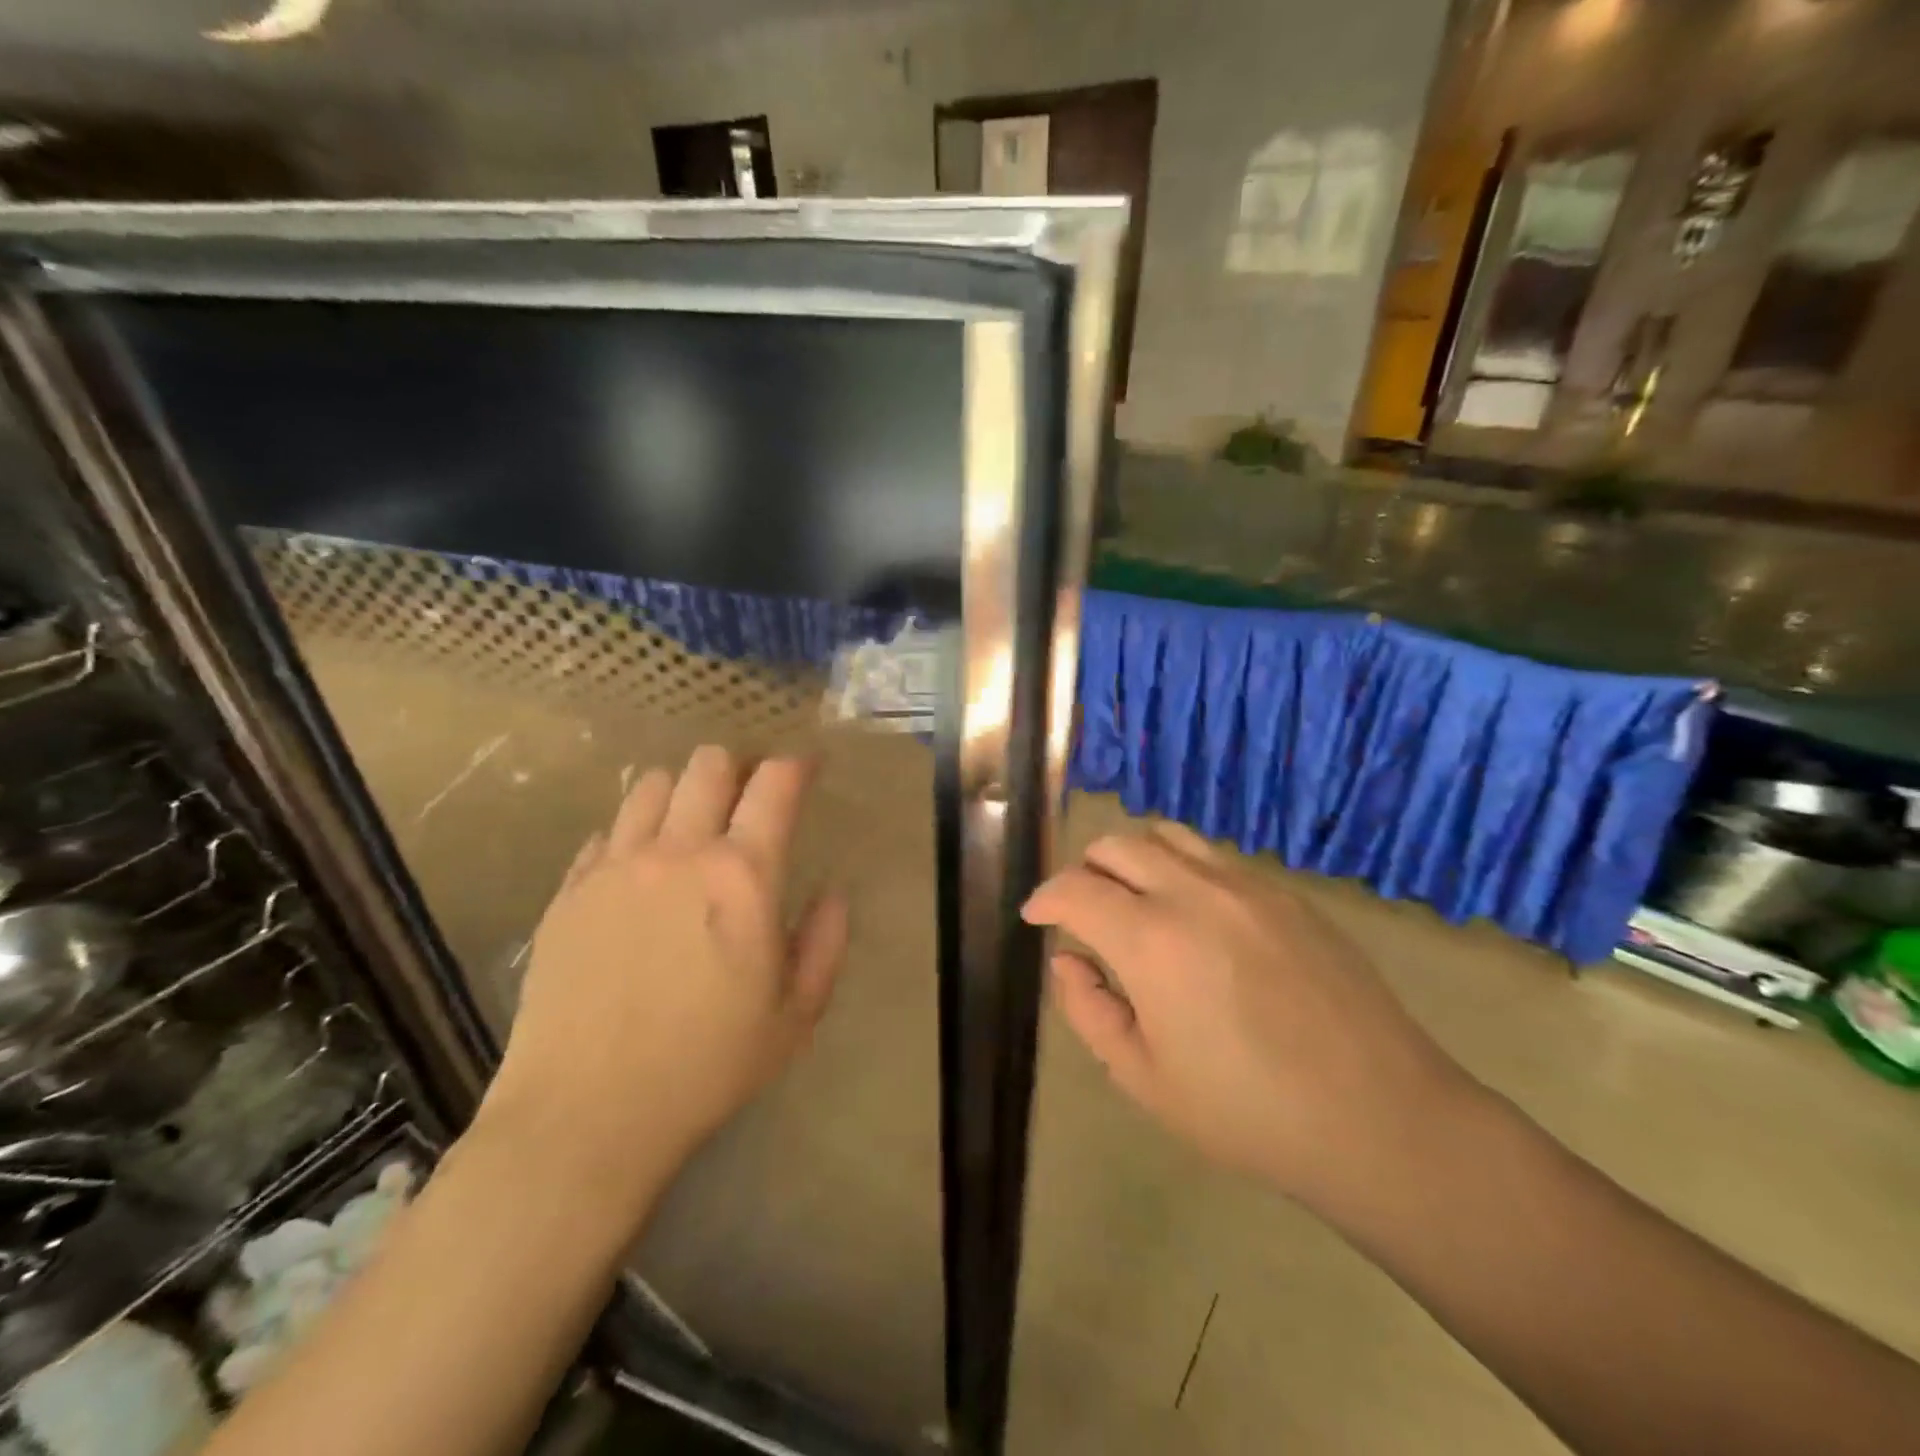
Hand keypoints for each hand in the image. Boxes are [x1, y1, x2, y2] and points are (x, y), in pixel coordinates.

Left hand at [478, 747, 847, 1211]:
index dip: (797, 764)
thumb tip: (832, 892)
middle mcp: (679, 852)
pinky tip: (640, 872)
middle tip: (748, 798)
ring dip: (683, 792)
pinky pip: (605, 833)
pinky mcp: (570, 891)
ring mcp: (616, 866)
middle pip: (710, 765)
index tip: (807, 769)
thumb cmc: (707, 1066)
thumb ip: (825, 942)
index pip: (776, 784)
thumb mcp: (795, 1015)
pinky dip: (632, 835)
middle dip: (738, 768)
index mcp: (743, 876)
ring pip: (651, 786)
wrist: (586, 1114)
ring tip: (691, 827)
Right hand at [1022, 823, 1472, 1209]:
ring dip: (1135, 857)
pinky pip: (1216, 858)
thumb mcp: (1144, 1078)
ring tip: (1135, 899)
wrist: (1378, 1118)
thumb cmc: (1247, 1112)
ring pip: (1169, 835)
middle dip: (1085, 871)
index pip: (1075, 889)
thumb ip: (1089, 1009)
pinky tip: (1197, 916)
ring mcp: (1246, 885)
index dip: (1044, 898)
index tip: (1035, 917)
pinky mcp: (1287, 894)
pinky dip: (1184, 869)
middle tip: (1083, 911)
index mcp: (1150, 940)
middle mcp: (1193, 893)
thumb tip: (1067, 959)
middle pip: (1117, 845)